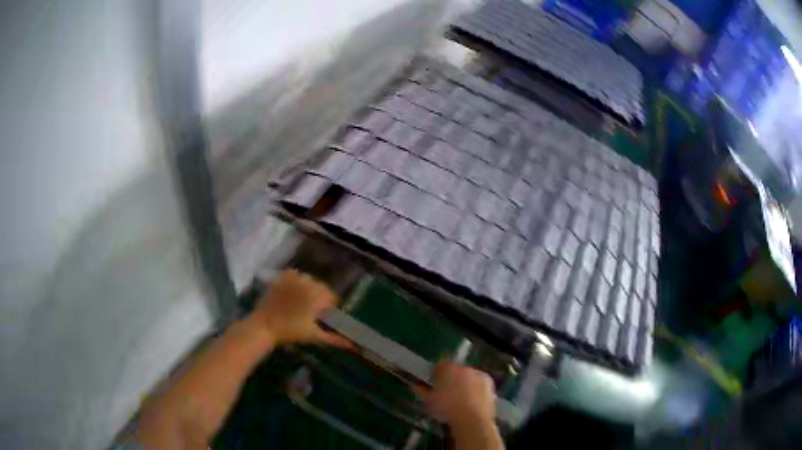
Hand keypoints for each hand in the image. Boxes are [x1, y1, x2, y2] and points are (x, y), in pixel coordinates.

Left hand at [250, 269, 351, 347]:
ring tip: (300, 304)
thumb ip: (335, 339)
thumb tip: (353, 345)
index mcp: (318, 296)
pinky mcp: (283, 277)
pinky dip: (296, 282)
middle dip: (319, 298)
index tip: (323, 317)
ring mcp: (294, 278)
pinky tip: (292, 293)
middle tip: (311, 312)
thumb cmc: (291, 332)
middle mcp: (308, 283)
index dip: (329, 308)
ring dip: (308, 290)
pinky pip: (295, 275)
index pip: (332, 297)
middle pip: (321, 288)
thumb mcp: (314, 336)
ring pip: (309, 281)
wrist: (264, 325)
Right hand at [417, 360, 495, 429]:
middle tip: (447, 391)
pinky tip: (472, 401)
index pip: (440, 364)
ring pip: (469, 376)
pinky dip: (476, 390)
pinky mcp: (490, 384)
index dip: (436, 373)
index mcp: (448, 368)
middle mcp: (464, 367)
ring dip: (465, 383)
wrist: (472, 418)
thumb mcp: (429, 401)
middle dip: (452, 378)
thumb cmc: (446, 409)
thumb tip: (417, 386)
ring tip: (461, 398)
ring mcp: (479, 374)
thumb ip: (423, 391)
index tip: (433, 382)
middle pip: (456, 369)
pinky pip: (480, 384)